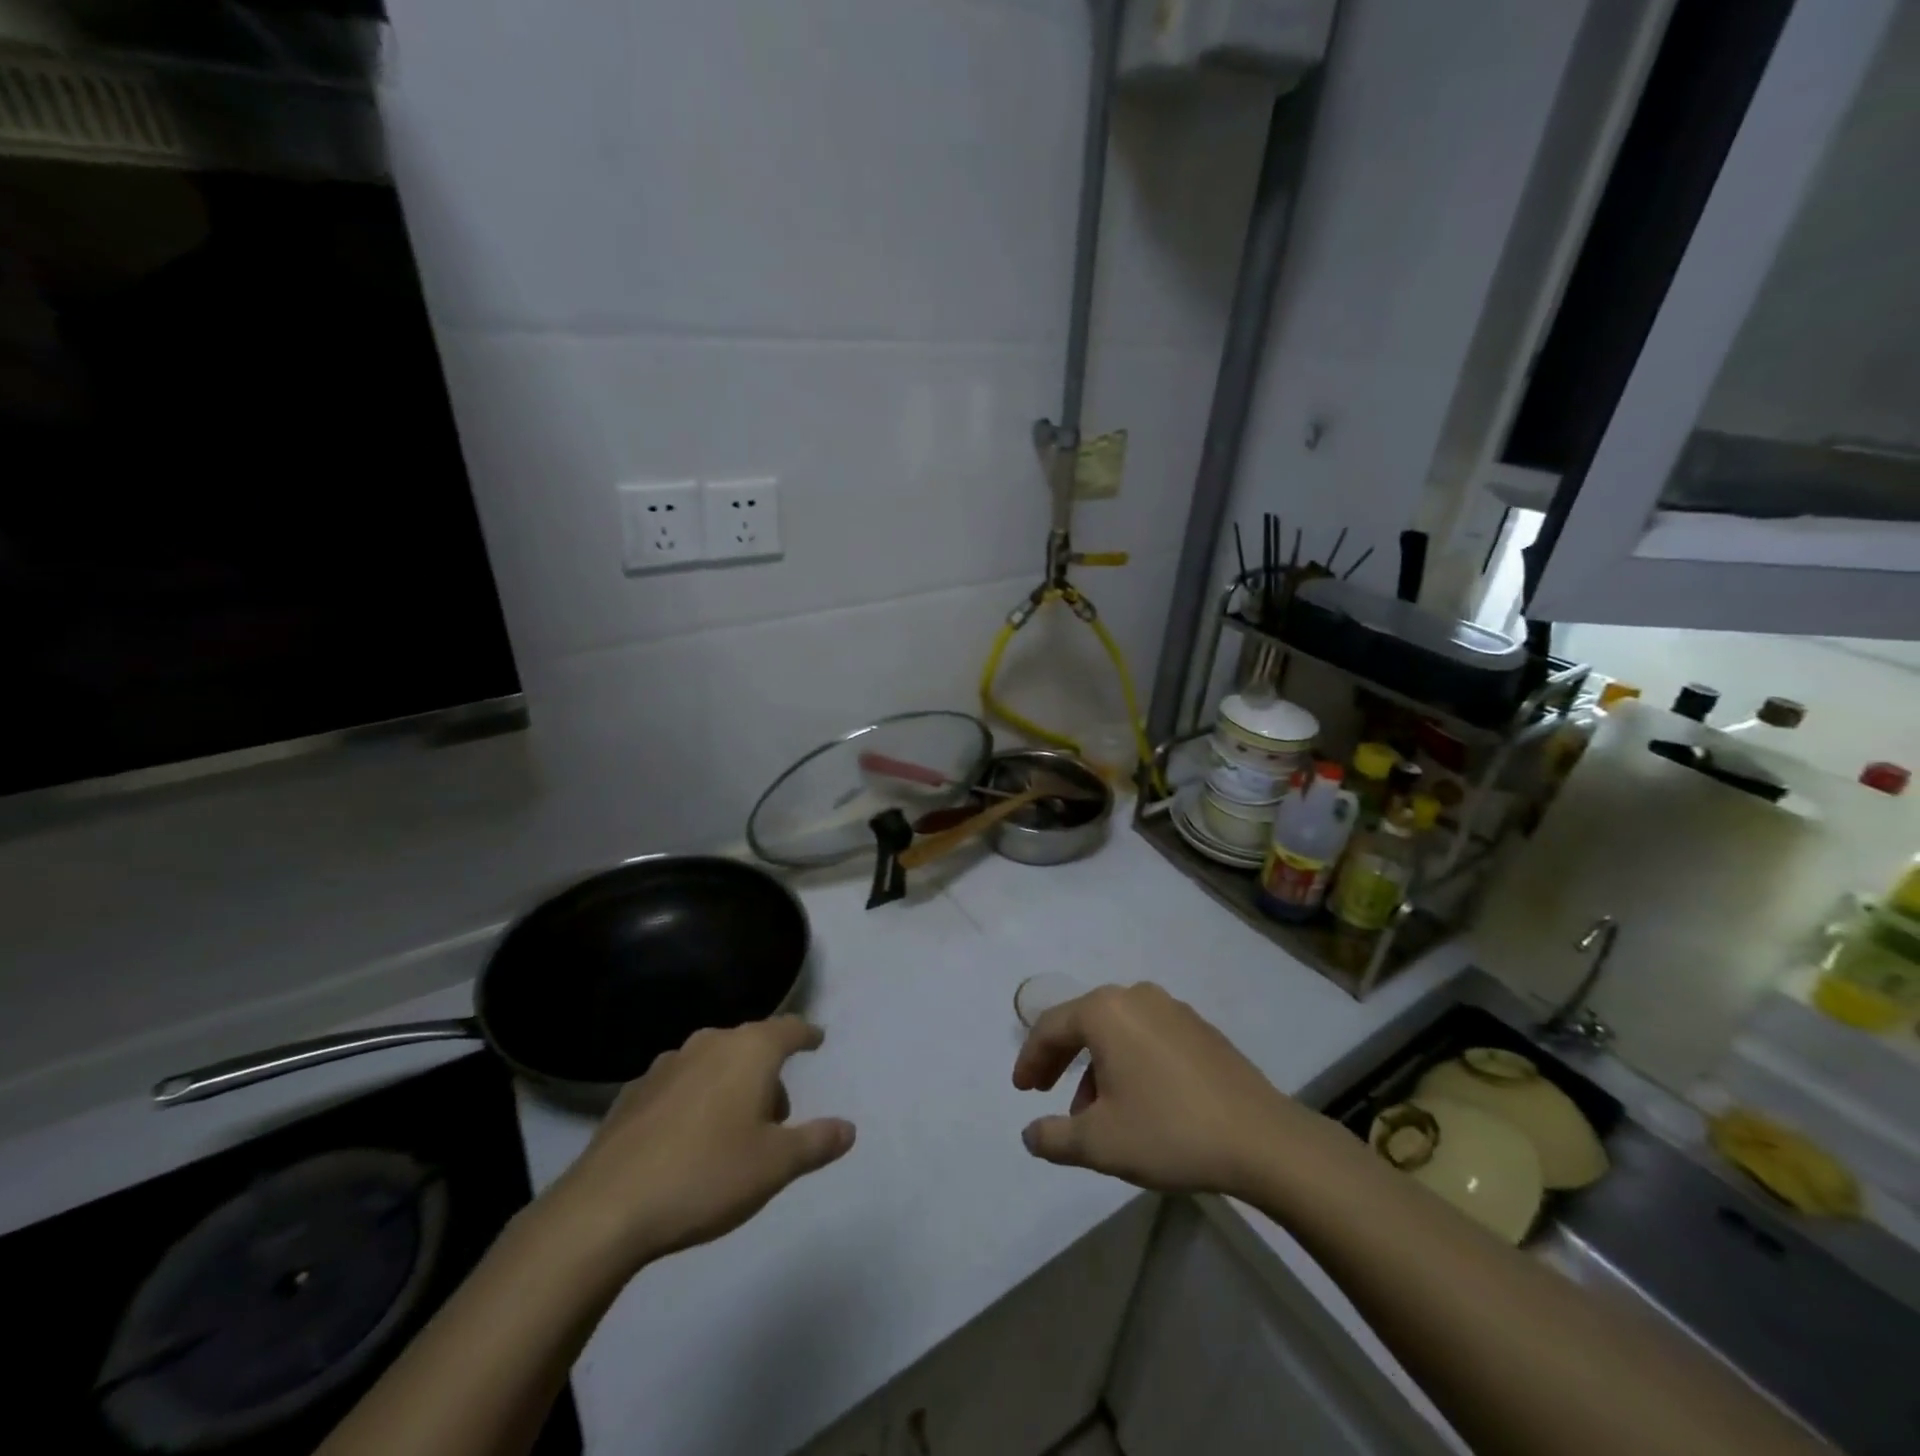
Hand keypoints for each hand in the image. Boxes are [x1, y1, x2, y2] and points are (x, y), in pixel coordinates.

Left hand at [540, 1017, 854, 1276]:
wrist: (605, 1209)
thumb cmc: (706, 1175)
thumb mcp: (775, 1166)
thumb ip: (816, 1142)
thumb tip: (848, 1128)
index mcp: (748, 1051)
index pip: (788, 1029)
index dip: (806, 1034)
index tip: (818, 1040)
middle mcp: (708, 1044)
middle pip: (750, 1046)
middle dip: (768, 1072)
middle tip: (776, 1115)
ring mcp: (665, 1066)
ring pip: (712, 1063)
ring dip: (729, 1086)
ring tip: (732, 1130)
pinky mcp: (632, 1094)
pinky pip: (679, 1086)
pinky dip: (693, 1100)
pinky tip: (686, 1139)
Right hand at [1013, 983, 1299, 1197]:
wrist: (1262, 1140)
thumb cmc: (1169, 1131)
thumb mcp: (1099, 1143)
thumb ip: (1054, 1137)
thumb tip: (1030, 1134)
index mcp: (1105, 1011)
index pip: (1051, 1027)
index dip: (1030, 1059)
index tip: (1022, 1091)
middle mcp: (1136, 997)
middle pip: (1083, 1022)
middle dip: (1061, 1059)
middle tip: (1046, 1092)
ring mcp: (1173, 1009)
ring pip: (1117, 1031)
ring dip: (1096, 1065)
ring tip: (1096, 1113)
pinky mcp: (1200, 1029)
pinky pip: (1148, 1037)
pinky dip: (1129, 1062)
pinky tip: (1138, 1101)